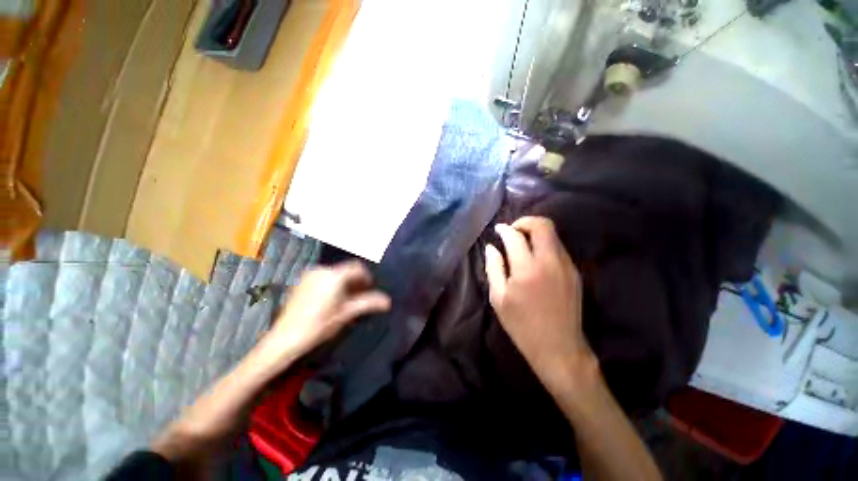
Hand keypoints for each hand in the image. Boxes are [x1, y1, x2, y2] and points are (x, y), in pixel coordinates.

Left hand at [252, 261, 390, 372]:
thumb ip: (368, 303)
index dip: (366, 277)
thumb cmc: (318, 326)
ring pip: (335, 273)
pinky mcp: (302, 282)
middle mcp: (321, 270)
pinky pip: (324, 277)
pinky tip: (330, 300)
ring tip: (345, 300)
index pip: (357, 267)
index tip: (369, 289)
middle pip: (346, 270)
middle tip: (359, 297)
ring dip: (344, 283)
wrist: (284, 339)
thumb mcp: (346, 314)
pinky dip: (332, 284)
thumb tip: (388, 301)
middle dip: (355, 281)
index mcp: (334, 276)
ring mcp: (310, 275)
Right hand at [485, 217, 594, 386]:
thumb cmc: (522, 325)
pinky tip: (534, 259)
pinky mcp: (574, 272)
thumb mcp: (499, 298)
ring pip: (552, 235)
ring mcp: (566, 266)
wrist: (559, 349)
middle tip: (512, 232)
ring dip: (535, 233)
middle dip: (525, 222)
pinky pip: (558, 248)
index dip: (505, 229)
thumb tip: (491, 247)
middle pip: (542, 225)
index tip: (498, 230)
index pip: (516, 236)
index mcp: (527, 269)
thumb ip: (494, 267)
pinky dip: (544, 245)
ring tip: (522, 244)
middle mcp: (550, 261)